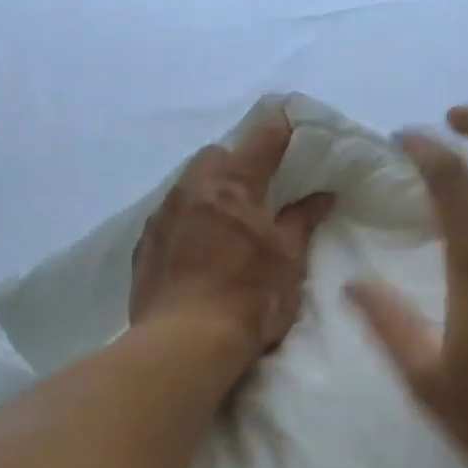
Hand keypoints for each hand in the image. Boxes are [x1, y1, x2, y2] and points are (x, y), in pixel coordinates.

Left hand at [130, 112, 334, 374]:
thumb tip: (322, 195)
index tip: (290, 124)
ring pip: (187, 185)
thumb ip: (302, 221)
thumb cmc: (249, 298)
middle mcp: (192, 190)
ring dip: (208, 192)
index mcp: (233, 185)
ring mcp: (162, 216)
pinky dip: (186, 221)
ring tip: (225, 223)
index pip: (261, 139)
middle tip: (256, 191)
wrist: (184, 343)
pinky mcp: (144, 245)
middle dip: (235, 163)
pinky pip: (168, 216)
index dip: (279, 129)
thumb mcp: (288, 261)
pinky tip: (196, 250)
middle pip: (215, 156)